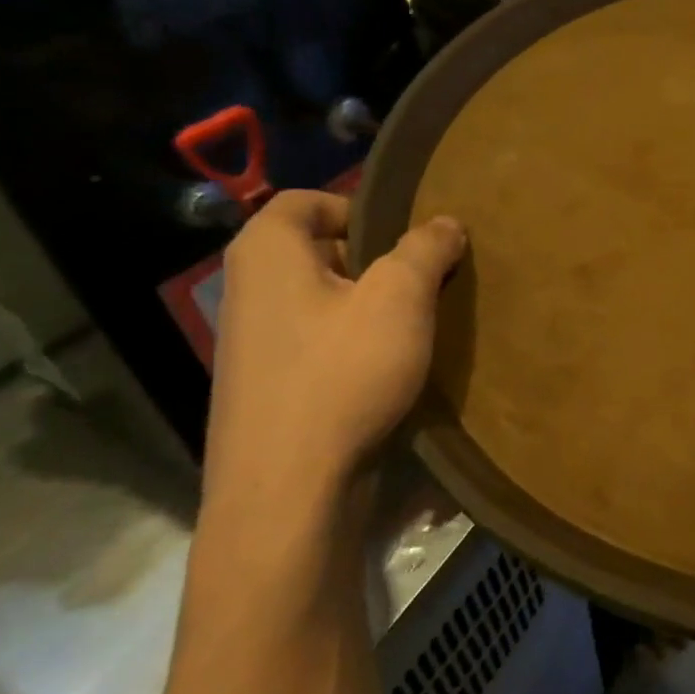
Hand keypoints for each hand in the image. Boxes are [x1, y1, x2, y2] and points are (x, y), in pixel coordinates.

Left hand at [204, 191, 465, 509]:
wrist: (288, 491)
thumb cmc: (341, 374)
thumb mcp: (399, 299)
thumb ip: (425, 249)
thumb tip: (445, 223)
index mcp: (267, 255)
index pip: (304, 201)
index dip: (357, 207)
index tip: (404, 237)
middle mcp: (249, 292)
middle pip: (317, 251)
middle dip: (374, 260)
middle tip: (423, 279)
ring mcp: (254, 346)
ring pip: (321, 301)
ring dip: (369, 306)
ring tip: (415, 325)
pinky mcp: (269, 390)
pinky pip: (318, 344)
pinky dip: (354, 345)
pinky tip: (389, 369)